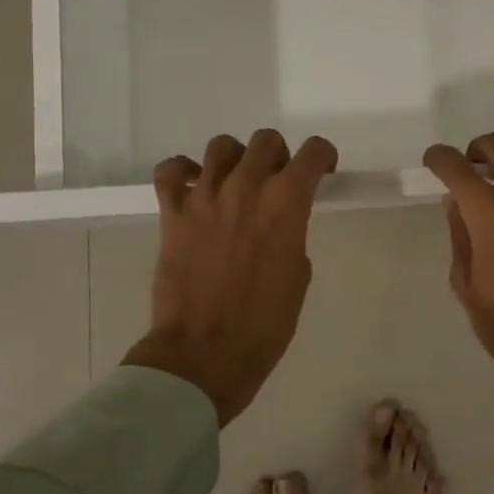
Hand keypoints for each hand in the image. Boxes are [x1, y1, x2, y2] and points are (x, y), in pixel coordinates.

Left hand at [124, 131, 338, 425]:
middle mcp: (247, 188)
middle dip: (278, 156)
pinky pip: (170, 171)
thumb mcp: (298, 276)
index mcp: (287, 203)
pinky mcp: (173, 214)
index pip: (313, 153)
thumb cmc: (265, 324)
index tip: (323, 171)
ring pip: (221, 146)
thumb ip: (291, 236)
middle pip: (266, 141)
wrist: (206, 353)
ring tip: (235, 182)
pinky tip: (192, 185)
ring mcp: (205, 198)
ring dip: (235, 158)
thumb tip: (278, 226)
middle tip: (277, 181)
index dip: (323, 157)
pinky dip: (182, 171)